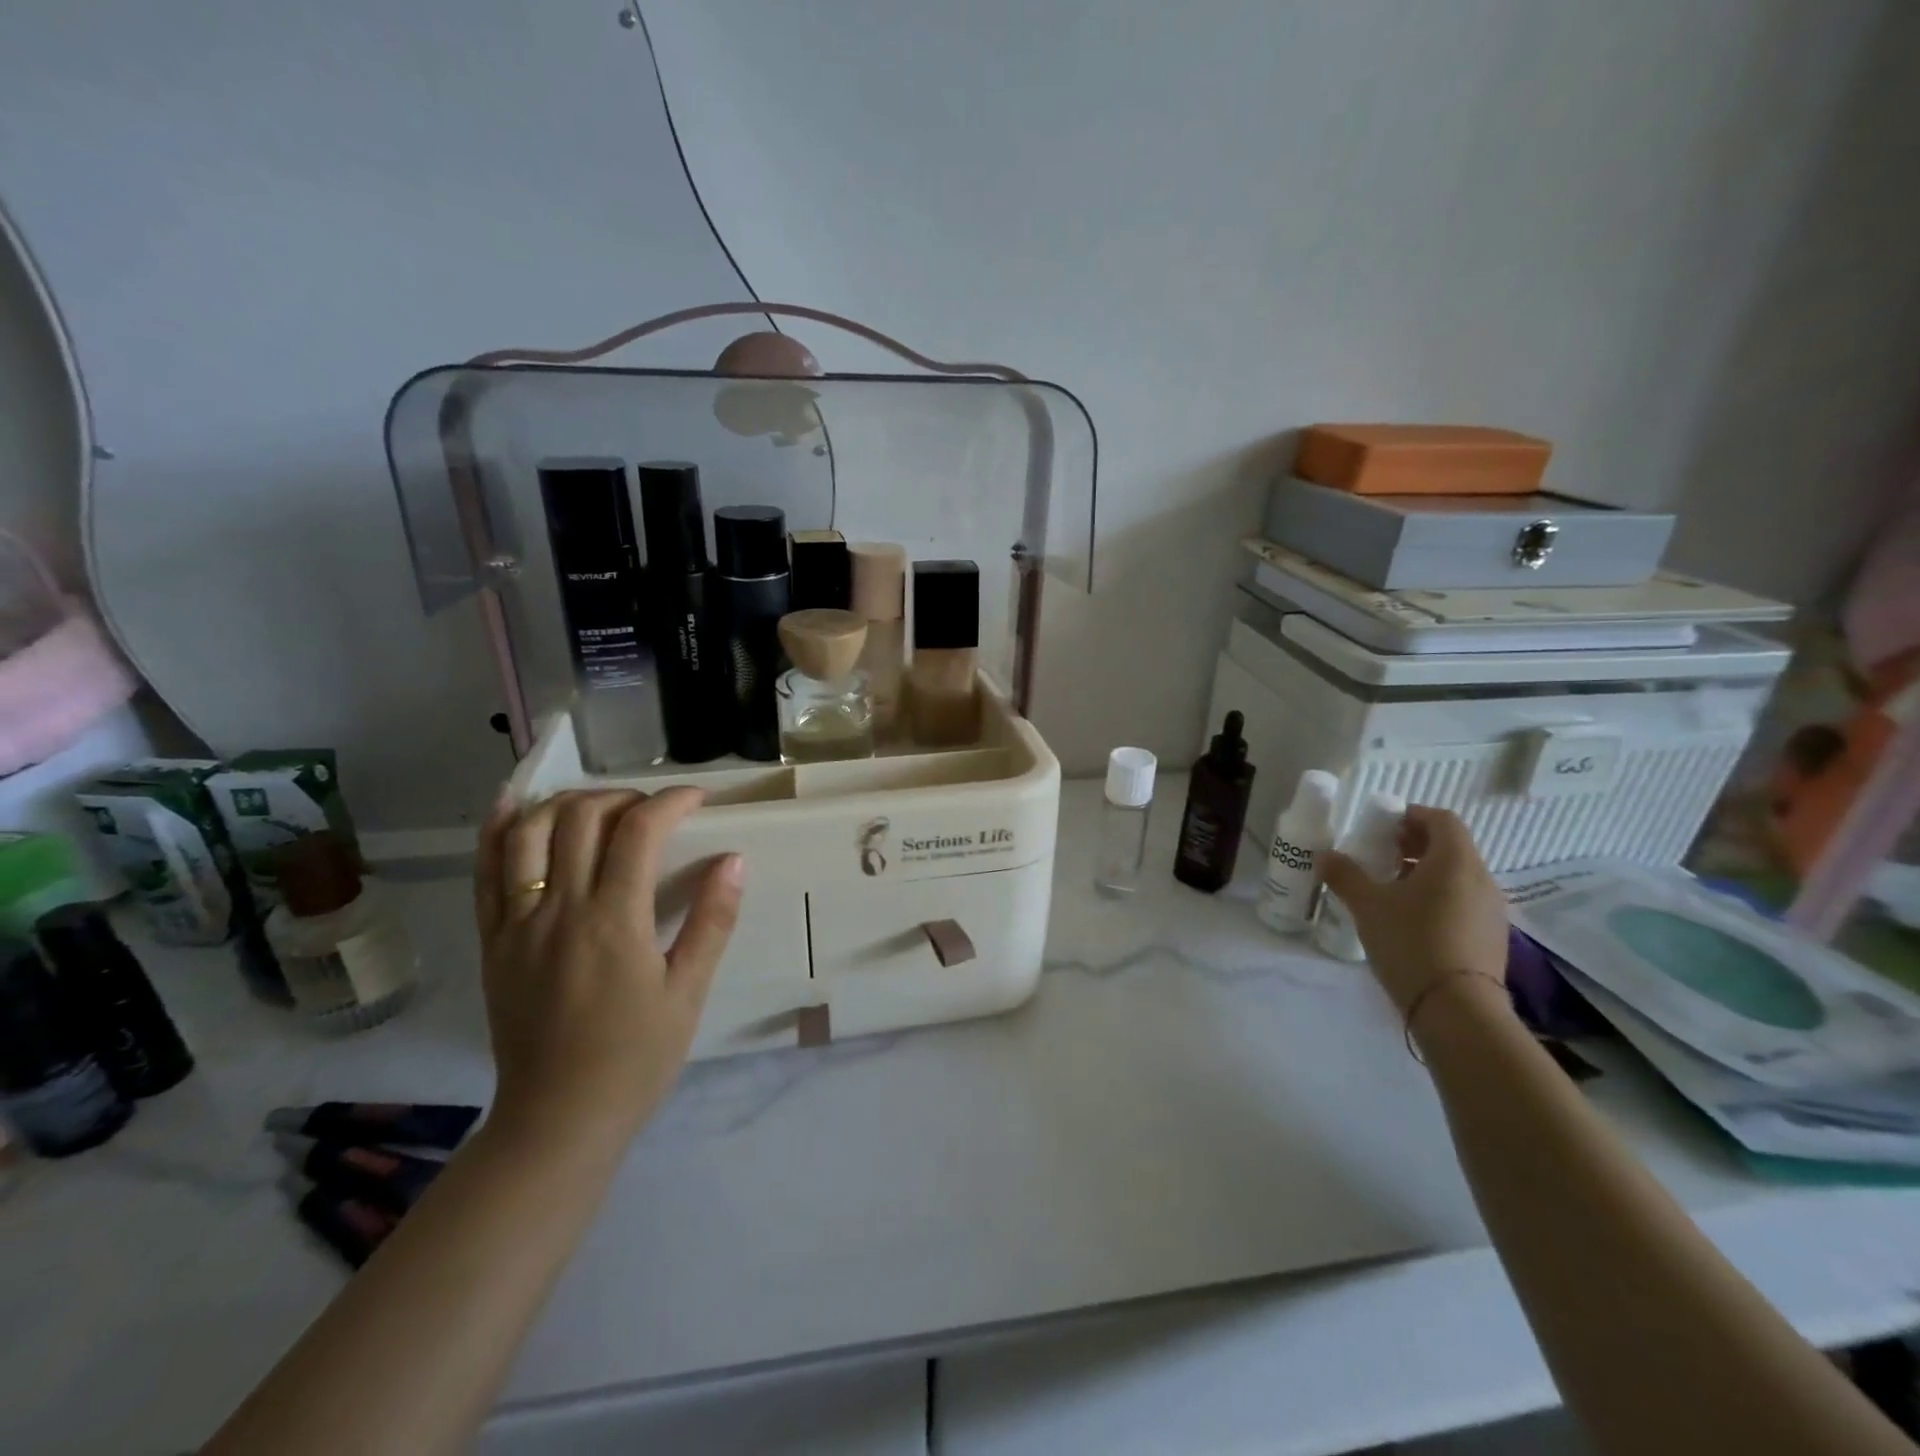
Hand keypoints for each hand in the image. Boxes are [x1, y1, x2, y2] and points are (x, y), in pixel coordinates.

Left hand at [473, 788, 742, 1142]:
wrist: (557, 1120)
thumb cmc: (636, 1058)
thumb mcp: (689, 992)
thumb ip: (711, 921)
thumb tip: (733, 860)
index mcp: (613, 920)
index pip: (640, 830)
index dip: (672, 801)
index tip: (698, 799)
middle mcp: (559, 909)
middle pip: (582, 817)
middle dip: (623, 797)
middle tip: (652, 811)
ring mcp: (516, 923)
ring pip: (529, 832)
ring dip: (566, 803)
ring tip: (597, 807)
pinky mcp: (492, 941)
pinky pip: (485, 872)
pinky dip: (499, 829)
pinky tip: (515, 804)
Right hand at [1321, 804, 1508, 1013]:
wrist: (1457, 1009)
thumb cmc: (1411, 942)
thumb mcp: (1367, 905)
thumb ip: (1345, 875)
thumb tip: (1326, 856)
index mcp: (1455, 861)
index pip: (1442, 820)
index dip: (1413, 816)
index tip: (1384, 827)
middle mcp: (1482, 879)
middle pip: (1452, 847)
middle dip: (1416, 845)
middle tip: (1382, 855)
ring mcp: (1492, 911)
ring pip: (1459, 876)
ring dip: (1427, 873)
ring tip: (1392, 889)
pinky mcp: (1492, 938)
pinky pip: (1465, 902)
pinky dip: (1440, 898)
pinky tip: (1412, 921)